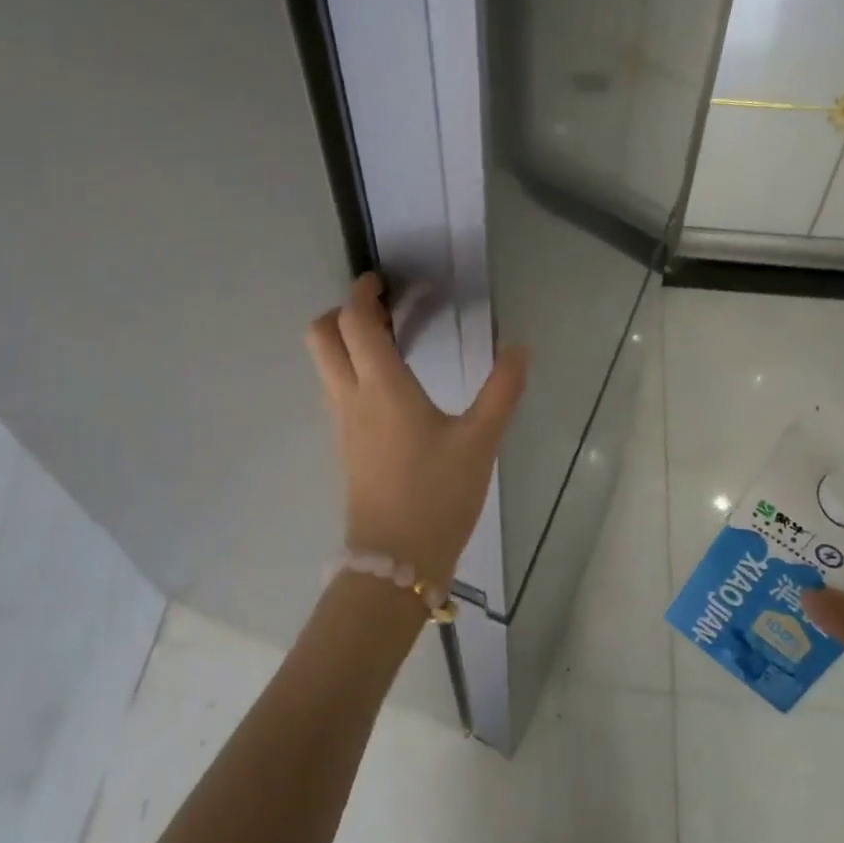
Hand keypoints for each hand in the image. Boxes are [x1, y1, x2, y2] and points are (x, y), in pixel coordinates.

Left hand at [305, 274, 528, 585]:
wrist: (396, 562)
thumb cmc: (438, 495)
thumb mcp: (480, 441)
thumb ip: (503, 389)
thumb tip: (521, 346)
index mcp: (381, 387)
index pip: (354, 322)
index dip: (361, 293)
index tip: (380, 280)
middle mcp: (351, 397)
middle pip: (321, 337)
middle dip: (343, 312)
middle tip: (383, 310)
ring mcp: (343, 423)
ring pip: (325, 364)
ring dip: (346, 340)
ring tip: (391, 339)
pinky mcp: (346, 445)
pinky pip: (336, 388)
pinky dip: (351, 368)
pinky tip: (390, 383)